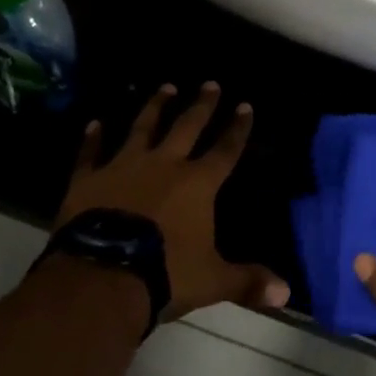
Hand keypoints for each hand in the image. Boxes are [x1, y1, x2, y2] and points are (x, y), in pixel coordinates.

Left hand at [56, 83, 288, 321]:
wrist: (103, 276)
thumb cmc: (165, 275)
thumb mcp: (212, 281)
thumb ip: (247, 281)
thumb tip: (286, 293)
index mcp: (197, 184)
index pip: (224, 150)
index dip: (237, 129)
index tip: (245, 105)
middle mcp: (164, 165)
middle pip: (187, 127)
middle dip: (201, 105)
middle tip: (210, 83)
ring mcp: (124, 167)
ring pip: (143, 128)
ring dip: (155, 107)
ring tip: (165, 86)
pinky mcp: (89, 179)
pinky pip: (91, 153)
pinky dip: (92, 138)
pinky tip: (94, 123)